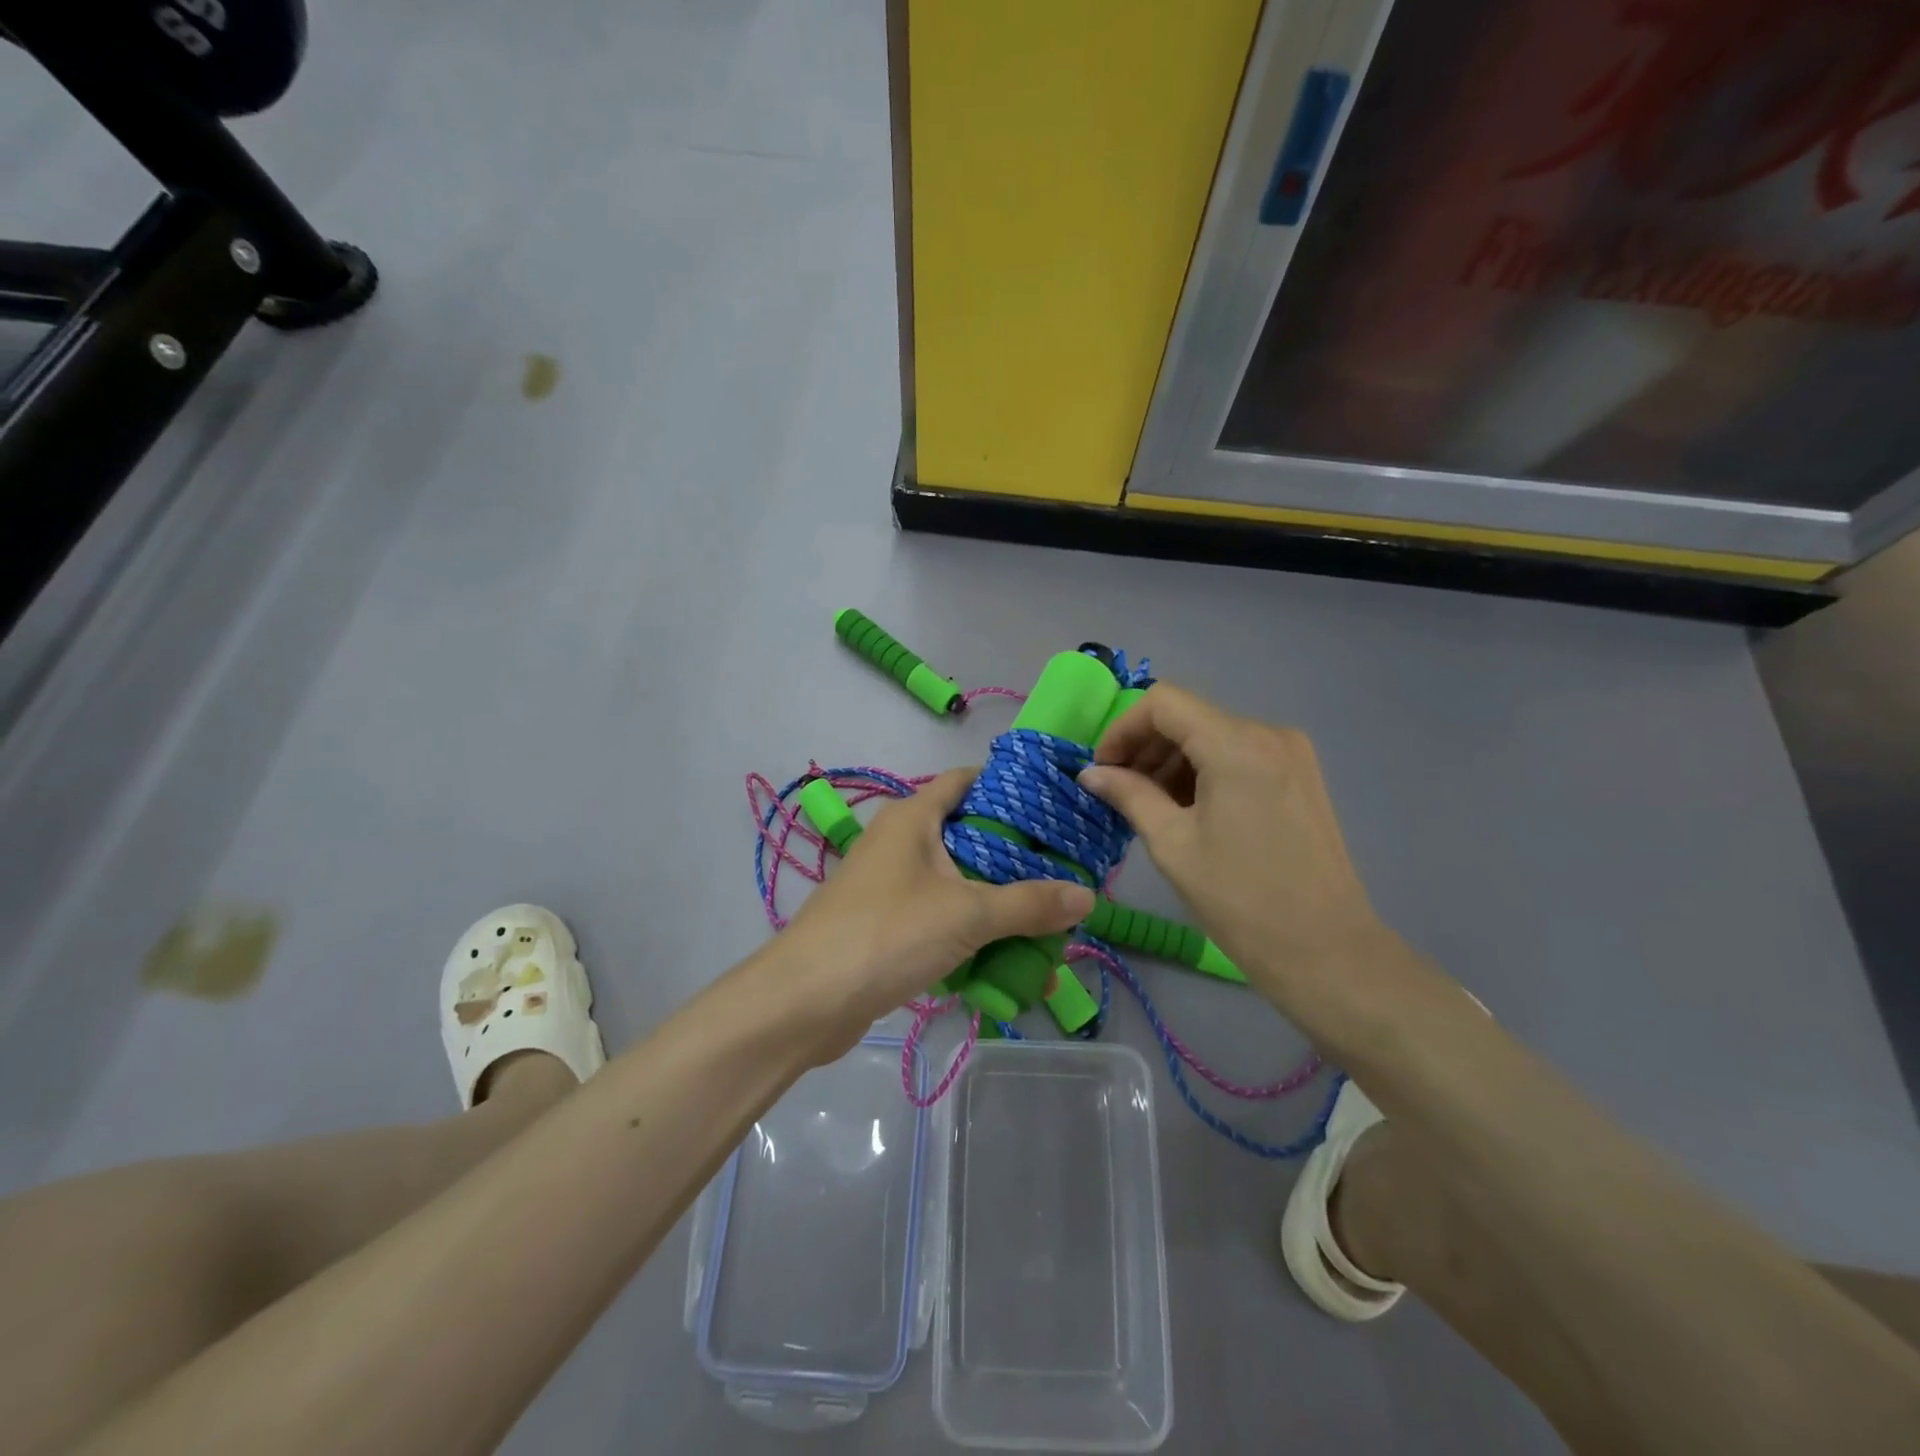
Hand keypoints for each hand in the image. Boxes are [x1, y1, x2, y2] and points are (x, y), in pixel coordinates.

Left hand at [776, 768, 1092, 1058]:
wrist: (804, 1003)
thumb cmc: (886, 934)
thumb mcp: (966, 914)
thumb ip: (1028, 904)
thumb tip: (1088, 895)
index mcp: (914, 818)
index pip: (966, 781)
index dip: (1009, 786)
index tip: (1055, 805)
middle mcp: (901, 843)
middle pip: (970, 837)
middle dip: (1017, 860)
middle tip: (1066, 872)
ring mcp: (891, 887)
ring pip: (958, 886)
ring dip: (999, 907)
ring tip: (1049, 926)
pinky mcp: (888, 928)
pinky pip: (942, 922)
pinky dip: (973, 938)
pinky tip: (1009, 965)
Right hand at [1079, 684, 1397, 1013]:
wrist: (1326, 951)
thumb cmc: (1240, 899)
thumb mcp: (1172, 844)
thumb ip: (1129, 795)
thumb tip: (1090, 773)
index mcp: (1236, 744)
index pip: (1163, 703)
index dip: (1123, 729)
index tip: (1102, 769)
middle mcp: (1268, 734)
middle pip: (1189, 717)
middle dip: (1146, 747)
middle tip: (1118, 791)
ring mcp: (1291, 754)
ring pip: (1213, 736)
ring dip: (1173, 762)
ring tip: (1149, 806)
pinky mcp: (1301, 776)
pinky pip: (1239, 756)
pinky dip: (1205, 772)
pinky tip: (1188, 811)